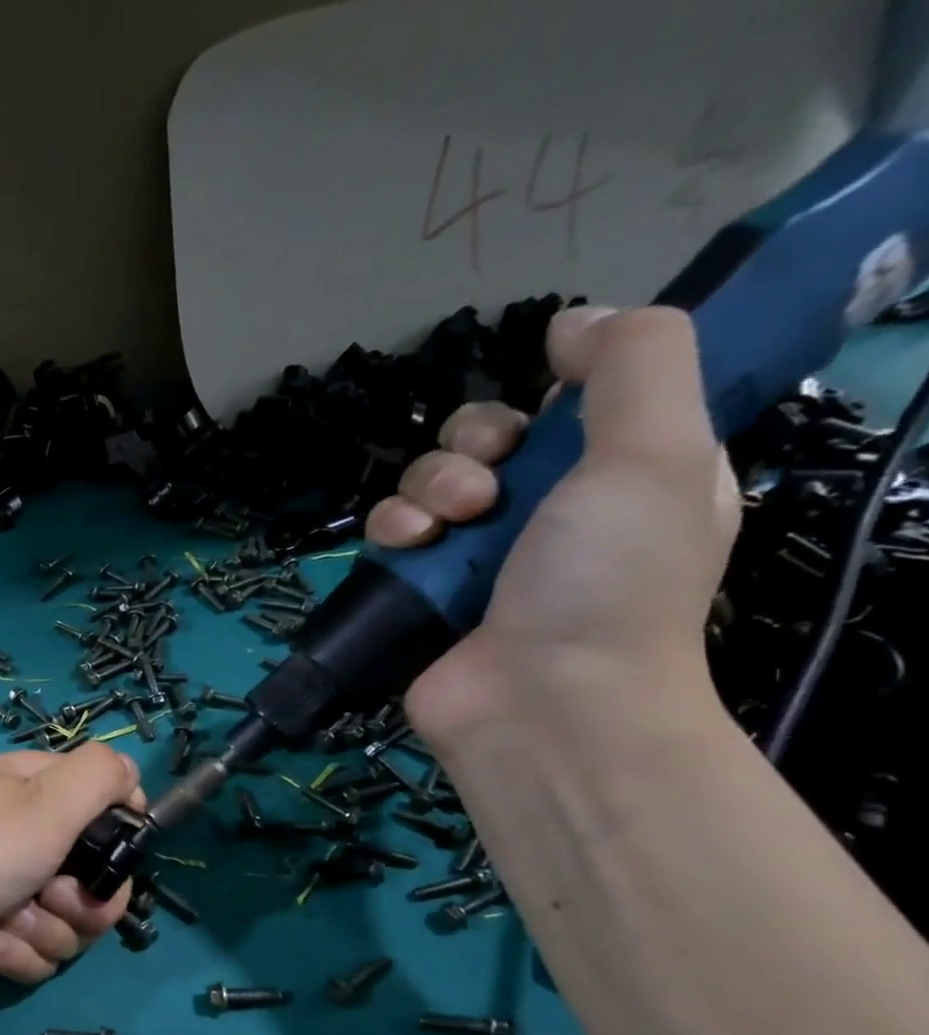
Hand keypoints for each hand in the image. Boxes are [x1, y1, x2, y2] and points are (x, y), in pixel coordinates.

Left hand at [0, 743, 142, 995]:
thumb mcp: (45, 801)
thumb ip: (99, 778)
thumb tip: (131, 775)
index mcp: (29, 789)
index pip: (99, 797)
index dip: (118, 827)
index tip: (120, 850)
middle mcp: (20, 834)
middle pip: (93, 871)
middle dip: (85, 896)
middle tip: (56, 897)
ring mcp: (4, 888)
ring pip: (70, 920)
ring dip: (47, 928)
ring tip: (8, 921)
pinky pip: (37, 950)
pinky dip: (17, 952)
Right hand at [364, 306, 740, 747]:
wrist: (542, 702)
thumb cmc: (610, 580)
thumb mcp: (657, 451)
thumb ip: (635, 363)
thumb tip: (573, 321)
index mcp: (620, 475)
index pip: (568, 405)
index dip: (546, 396)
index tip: (543, 410)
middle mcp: (546, 511)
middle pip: (483, 438)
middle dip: (472, 446)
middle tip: (488, 486)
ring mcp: (476, 555)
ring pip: (427, 480)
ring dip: (429, 487)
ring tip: (448, 525)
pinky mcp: (420, 588)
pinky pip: (389, 531)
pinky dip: (391, 529)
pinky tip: (408, 546)